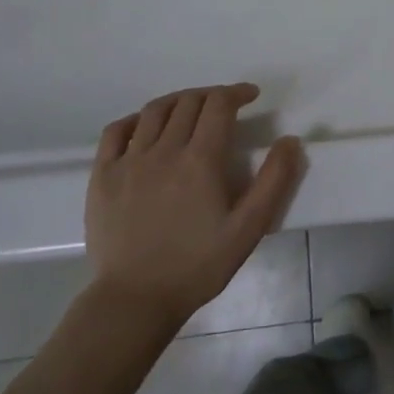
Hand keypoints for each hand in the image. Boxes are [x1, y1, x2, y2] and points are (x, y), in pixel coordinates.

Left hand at [84, 84, 303, 329]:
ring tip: (192, 108)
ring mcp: (129, 161)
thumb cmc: (198, 265)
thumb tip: (290, 140)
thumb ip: (273, 182)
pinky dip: (137, 118)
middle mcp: (164, 150)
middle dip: (212, 95)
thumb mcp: (248, 228)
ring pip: (155, 110)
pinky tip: (146, 126)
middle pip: (188, 102)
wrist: (135, 300)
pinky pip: (117, 131)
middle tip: (226, 105)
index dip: (237, 93)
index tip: (251, 96)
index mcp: (200, 160)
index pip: (219, 105)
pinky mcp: (103, 176)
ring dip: (179, 100)